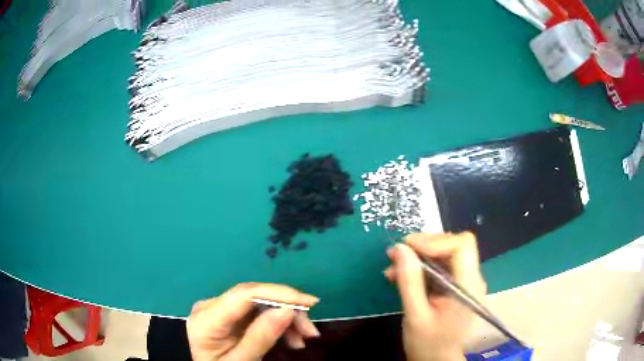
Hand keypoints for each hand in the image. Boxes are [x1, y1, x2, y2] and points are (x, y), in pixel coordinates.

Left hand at [186, 283, 320, 360]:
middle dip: (287, 309)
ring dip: (285, 318)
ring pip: (259, 303)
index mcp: (207, 318)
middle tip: (310, 331)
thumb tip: (287, 310)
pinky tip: (290, 338)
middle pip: (254, 297)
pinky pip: (256, 312)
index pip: (245, 294)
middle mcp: (211, 306)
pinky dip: (276, 323)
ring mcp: (218, 309)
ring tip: (303, 338)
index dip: (279, 293)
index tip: (310, 303)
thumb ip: (260, 338)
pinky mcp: (227, 314)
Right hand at [384, 233, 486, 360]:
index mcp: (468, 287)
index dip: (435, 241)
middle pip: (453, 245)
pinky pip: (440, 266)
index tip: (407, 247)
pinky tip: (401, 274)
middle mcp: (471, 279)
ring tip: (393, 266)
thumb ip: (410, 282)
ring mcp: (464, 282)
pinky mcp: (455, 286)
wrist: (436, 360)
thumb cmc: (428, 344)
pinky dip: (420, 266)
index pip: (462, 246)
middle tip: (397, 254)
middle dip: (424, 246)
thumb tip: (400, 249)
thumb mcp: (416, 316)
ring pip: (445, 253)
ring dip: (419, 256)